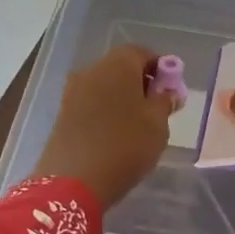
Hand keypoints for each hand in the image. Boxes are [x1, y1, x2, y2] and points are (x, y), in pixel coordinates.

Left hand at [31, 44, 175, 206]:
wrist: (73, 180)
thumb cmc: (125, 144)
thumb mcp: (158, 124)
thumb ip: (165, 102)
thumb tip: (169, 92)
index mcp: (118, 64)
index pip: (143, 53)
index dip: (160, 68)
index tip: (171, 90)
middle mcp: (92, 70)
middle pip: (121, 67)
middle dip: (140, 82)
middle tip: (156, 108)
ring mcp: (73, 91)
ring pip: (105, 86)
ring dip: (122, 98)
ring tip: (137, 125)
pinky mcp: (63, 113)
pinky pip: (91, 103)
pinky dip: (105, 111)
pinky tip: (115, 134)